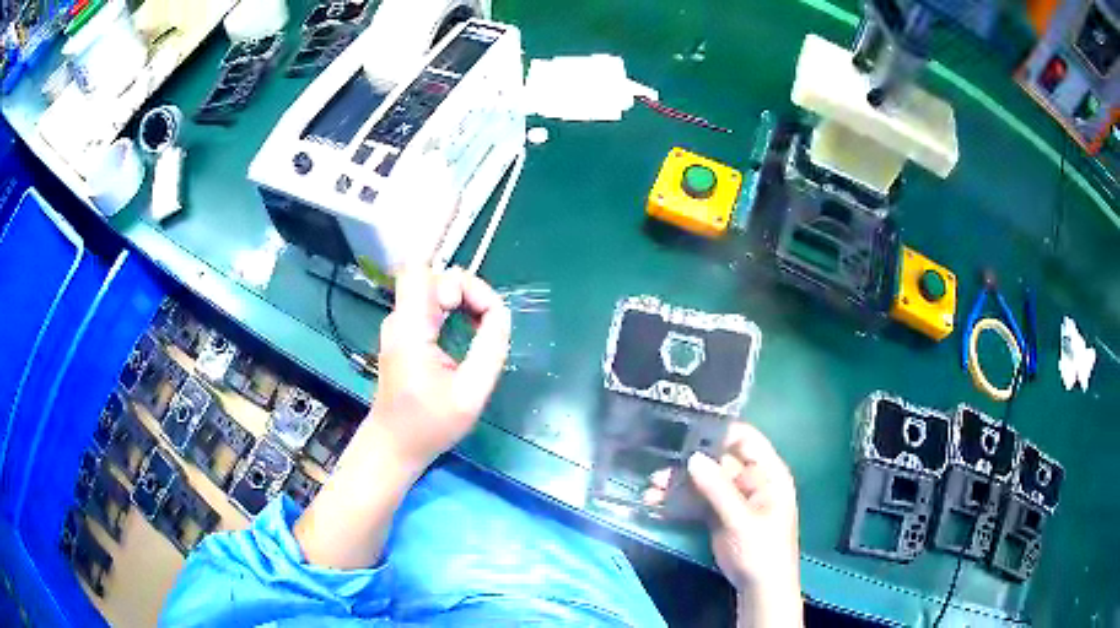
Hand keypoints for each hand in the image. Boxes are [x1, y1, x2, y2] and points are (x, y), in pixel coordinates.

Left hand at [294, 267, 510, 569]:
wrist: (393, 444)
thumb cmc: (429, 425)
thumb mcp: (470, 394)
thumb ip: (490, 350)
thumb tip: (502, 314)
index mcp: (411, 330)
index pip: (422, 273)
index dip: (458, 280)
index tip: (484, 311)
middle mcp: (401, 320)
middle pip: (433, 277)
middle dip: (467, 290)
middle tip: (489, 322)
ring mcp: (400, 326)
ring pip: (433, 288)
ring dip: (462, 299)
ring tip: (483, 327)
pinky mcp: (404, 334)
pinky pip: (431, 305)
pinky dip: (454, 310)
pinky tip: (468, 332)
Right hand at [647, 423, 802, 626]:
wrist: (760, 589)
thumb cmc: (761, 551)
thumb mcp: (740, 520)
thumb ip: (718, 489)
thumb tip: (693, 457)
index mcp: (767, 474)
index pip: (746, 439)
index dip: (719, 432)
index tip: (688, 430)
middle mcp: (750, 480)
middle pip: (718, 461)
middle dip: (688, 464)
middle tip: (659, 471)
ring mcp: (734, 498)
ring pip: (703, 482)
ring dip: (678, 485)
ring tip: (651, 491)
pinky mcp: (719, 515)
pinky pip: (697, 501)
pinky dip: (679, 503)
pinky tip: (657, 505)